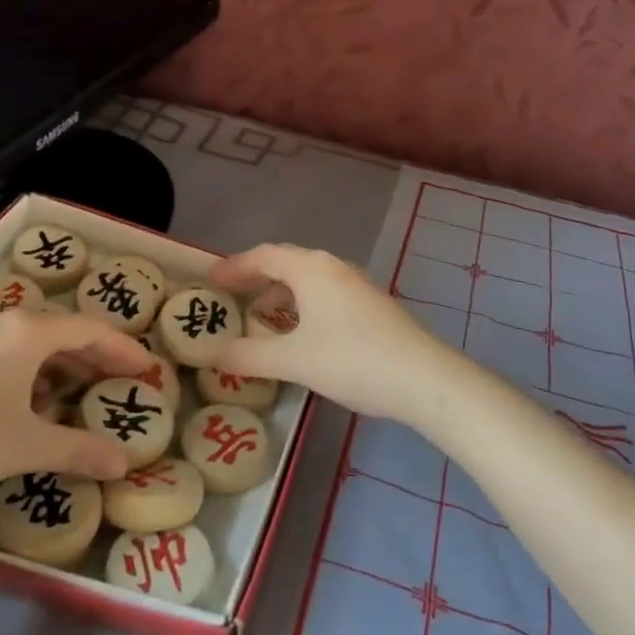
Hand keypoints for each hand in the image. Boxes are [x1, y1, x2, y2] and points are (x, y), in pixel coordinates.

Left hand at [0, 310, 143, 522]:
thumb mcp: (25, 446)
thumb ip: (79, 449)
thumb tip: (123, 463)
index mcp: (27, 333)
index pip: (91, 330)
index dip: (124, 349)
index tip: (148, 369)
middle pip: (61, 333)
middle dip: (95, 357)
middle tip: (121, 381)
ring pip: (28, 347)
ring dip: (60, 367)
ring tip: (80, 394)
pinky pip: (2, 359)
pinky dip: (28, 377)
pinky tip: (27, 406)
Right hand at [208, 243, 469, 429]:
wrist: (424, 378)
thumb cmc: (352, 360)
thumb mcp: (293, 361)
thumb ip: (250, 355)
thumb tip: (214, 355)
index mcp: (310, 268)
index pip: (263, 255)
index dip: (234, 266)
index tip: (209, 281)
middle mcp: (332, 267)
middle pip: (285, 264)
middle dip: (255, 279)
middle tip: (229, 298)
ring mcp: (355, 285)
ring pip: (307, 281)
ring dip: (280, 296)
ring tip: (260, 320)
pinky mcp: (370, 305)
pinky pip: (324, 296)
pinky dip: (302, 307)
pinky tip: (300, 336)